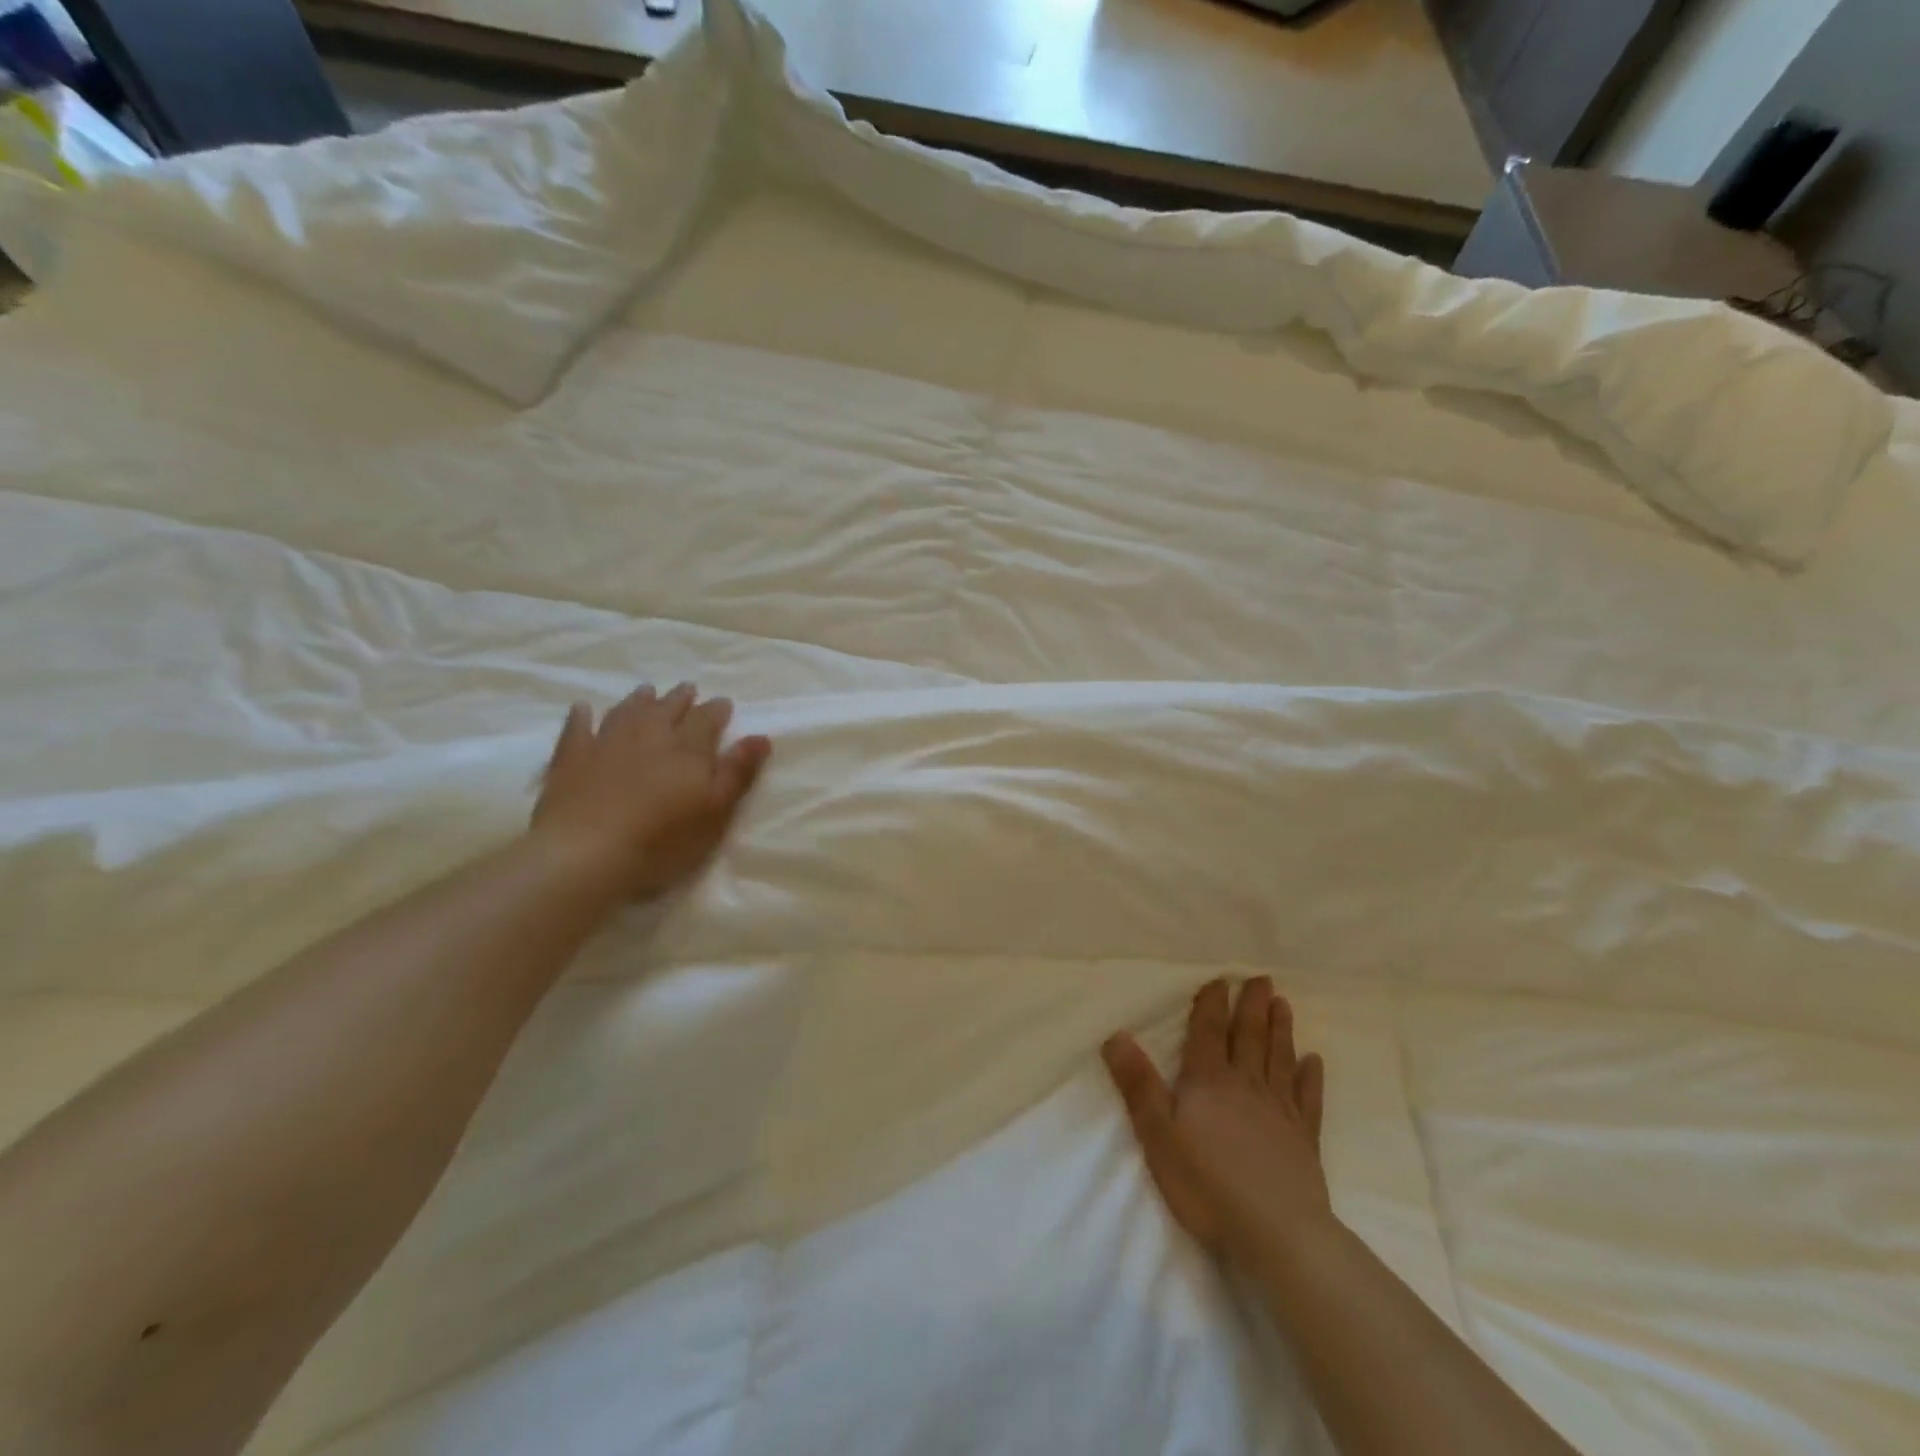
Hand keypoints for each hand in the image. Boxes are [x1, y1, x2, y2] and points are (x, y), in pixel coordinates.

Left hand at [530, 682, 770, 901]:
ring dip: (639, 700)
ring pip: (626, 712)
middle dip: (680, 698)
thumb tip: (762, 736)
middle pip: (667, 709)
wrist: (586, 853)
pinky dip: (582, 716)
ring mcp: (606, 743)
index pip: (706, 720)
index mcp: (687, 749)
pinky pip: (577, 728)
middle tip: (687, 688)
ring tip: (647, 690)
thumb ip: (738, 772)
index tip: (724, 703)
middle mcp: (649, 736)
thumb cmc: (663, 839)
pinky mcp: (571, 759)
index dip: (716, 710)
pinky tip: (583, 708)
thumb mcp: (715, 811)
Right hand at [1103, 977, 1328, 1258]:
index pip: (1208, 1033)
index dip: (1211, 1005)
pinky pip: (1308, 1099)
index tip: (1220, 980)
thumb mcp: (1158, 1134)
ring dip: (1280, 1030)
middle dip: (1252, 1007)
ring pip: (1279, 1059)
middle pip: (1248, 1037)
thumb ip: (1138, 1085)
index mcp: (1208, 1081)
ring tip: (1284, 1004)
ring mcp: (1279, 1111)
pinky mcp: (1304, 1140)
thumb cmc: (1207, 1184)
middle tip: (1262, 979)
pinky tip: (1314, 1062)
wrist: (1277, 1234)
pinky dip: (1311, 1077)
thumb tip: (1116, 1035)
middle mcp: (1246, 1085)